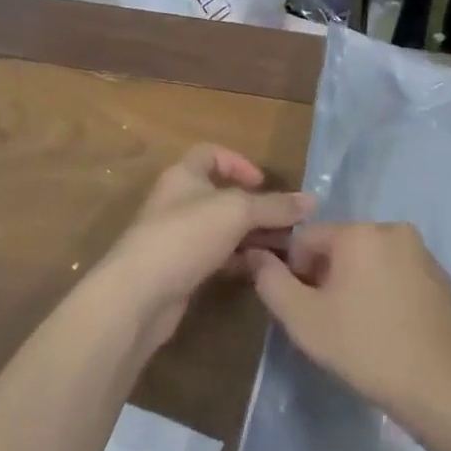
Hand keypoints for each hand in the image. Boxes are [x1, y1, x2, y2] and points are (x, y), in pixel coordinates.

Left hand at [98, 145, 313, 349]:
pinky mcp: (181, 271)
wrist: (138, 296)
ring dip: (252, 236)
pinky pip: (216, 257)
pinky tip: (261, 270)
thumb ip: (274, 206)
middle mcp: (179, 202)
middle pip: (223, 196)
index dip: (238, 163)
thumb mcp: (237, 212)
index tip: (263, 183)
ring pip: (223, 229)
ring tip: (285, 250)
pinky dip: (239, 260)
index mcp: (184, 176)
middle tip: (289, 224)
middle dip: (257, 208)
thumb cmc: (185, 237)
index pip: (211, 154)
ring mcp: (178, 238)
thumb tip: (312, 201)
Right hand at [247, 222, 450, 418]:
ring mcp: (422, 252)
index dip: (295, 272)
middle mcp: (392, 229)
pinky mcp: (440, 277)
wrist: (441, 385)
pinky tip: (388, 328)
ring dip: (356, 284)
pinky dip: (385, 292)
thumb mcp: (303, 319)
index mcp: (359, 232)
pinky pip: (397, 274)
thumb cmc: (365, 348)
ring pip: (370, 260)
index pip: (306, 238)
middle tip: (329, 322)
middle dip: (326, 277)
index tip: (304, 309)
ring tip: (359, 328)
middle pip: (340, 246)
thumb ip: (271, 282)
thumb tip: (256, 254)